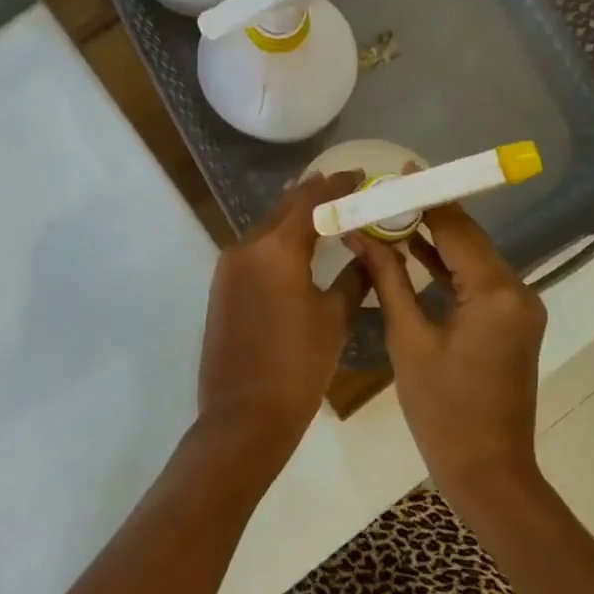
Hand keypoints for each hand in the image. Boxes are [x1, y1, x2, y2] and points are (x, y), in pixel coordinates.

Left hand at [195, 171, 371, 470]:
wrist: (243, 418)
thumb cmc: (297, 367)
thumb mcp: (334, 319)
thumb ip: (354, 277)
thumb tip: (371, 252)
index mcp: (278, 248)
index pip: (311, 200)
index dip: (338, 185)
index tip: (361, 175)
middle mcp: (248, 245)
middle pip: (285, 206)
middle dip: (315, 193)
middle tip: (345, 186)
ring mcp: (229, 264)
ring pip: (267, 224)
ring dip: (293, 212)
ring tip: (323, 205)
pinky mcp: (222, 284)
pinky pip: (254, 245)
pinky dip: (277, 235)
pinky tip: (295, 240)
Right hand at [349, 205, 547, 502]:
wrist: (489, 473)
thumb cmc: (443, 411)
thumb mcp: (409, 340)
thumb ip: (388, 279)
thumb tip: (361, 234)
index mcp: (496, 292)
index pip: (458, 229)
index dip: (428, 197)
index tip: (401, 171)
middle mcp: (517, 291)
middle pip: (468, 239)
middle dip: (429, 214)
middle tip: (388, 191)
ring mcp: (518, 308)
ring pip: (472, 258)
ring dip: (436, 239)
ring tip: (393, 213)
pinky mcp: (510, 322)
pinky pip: (476, 282)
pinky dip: (447, 267)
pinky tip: (414, 251)